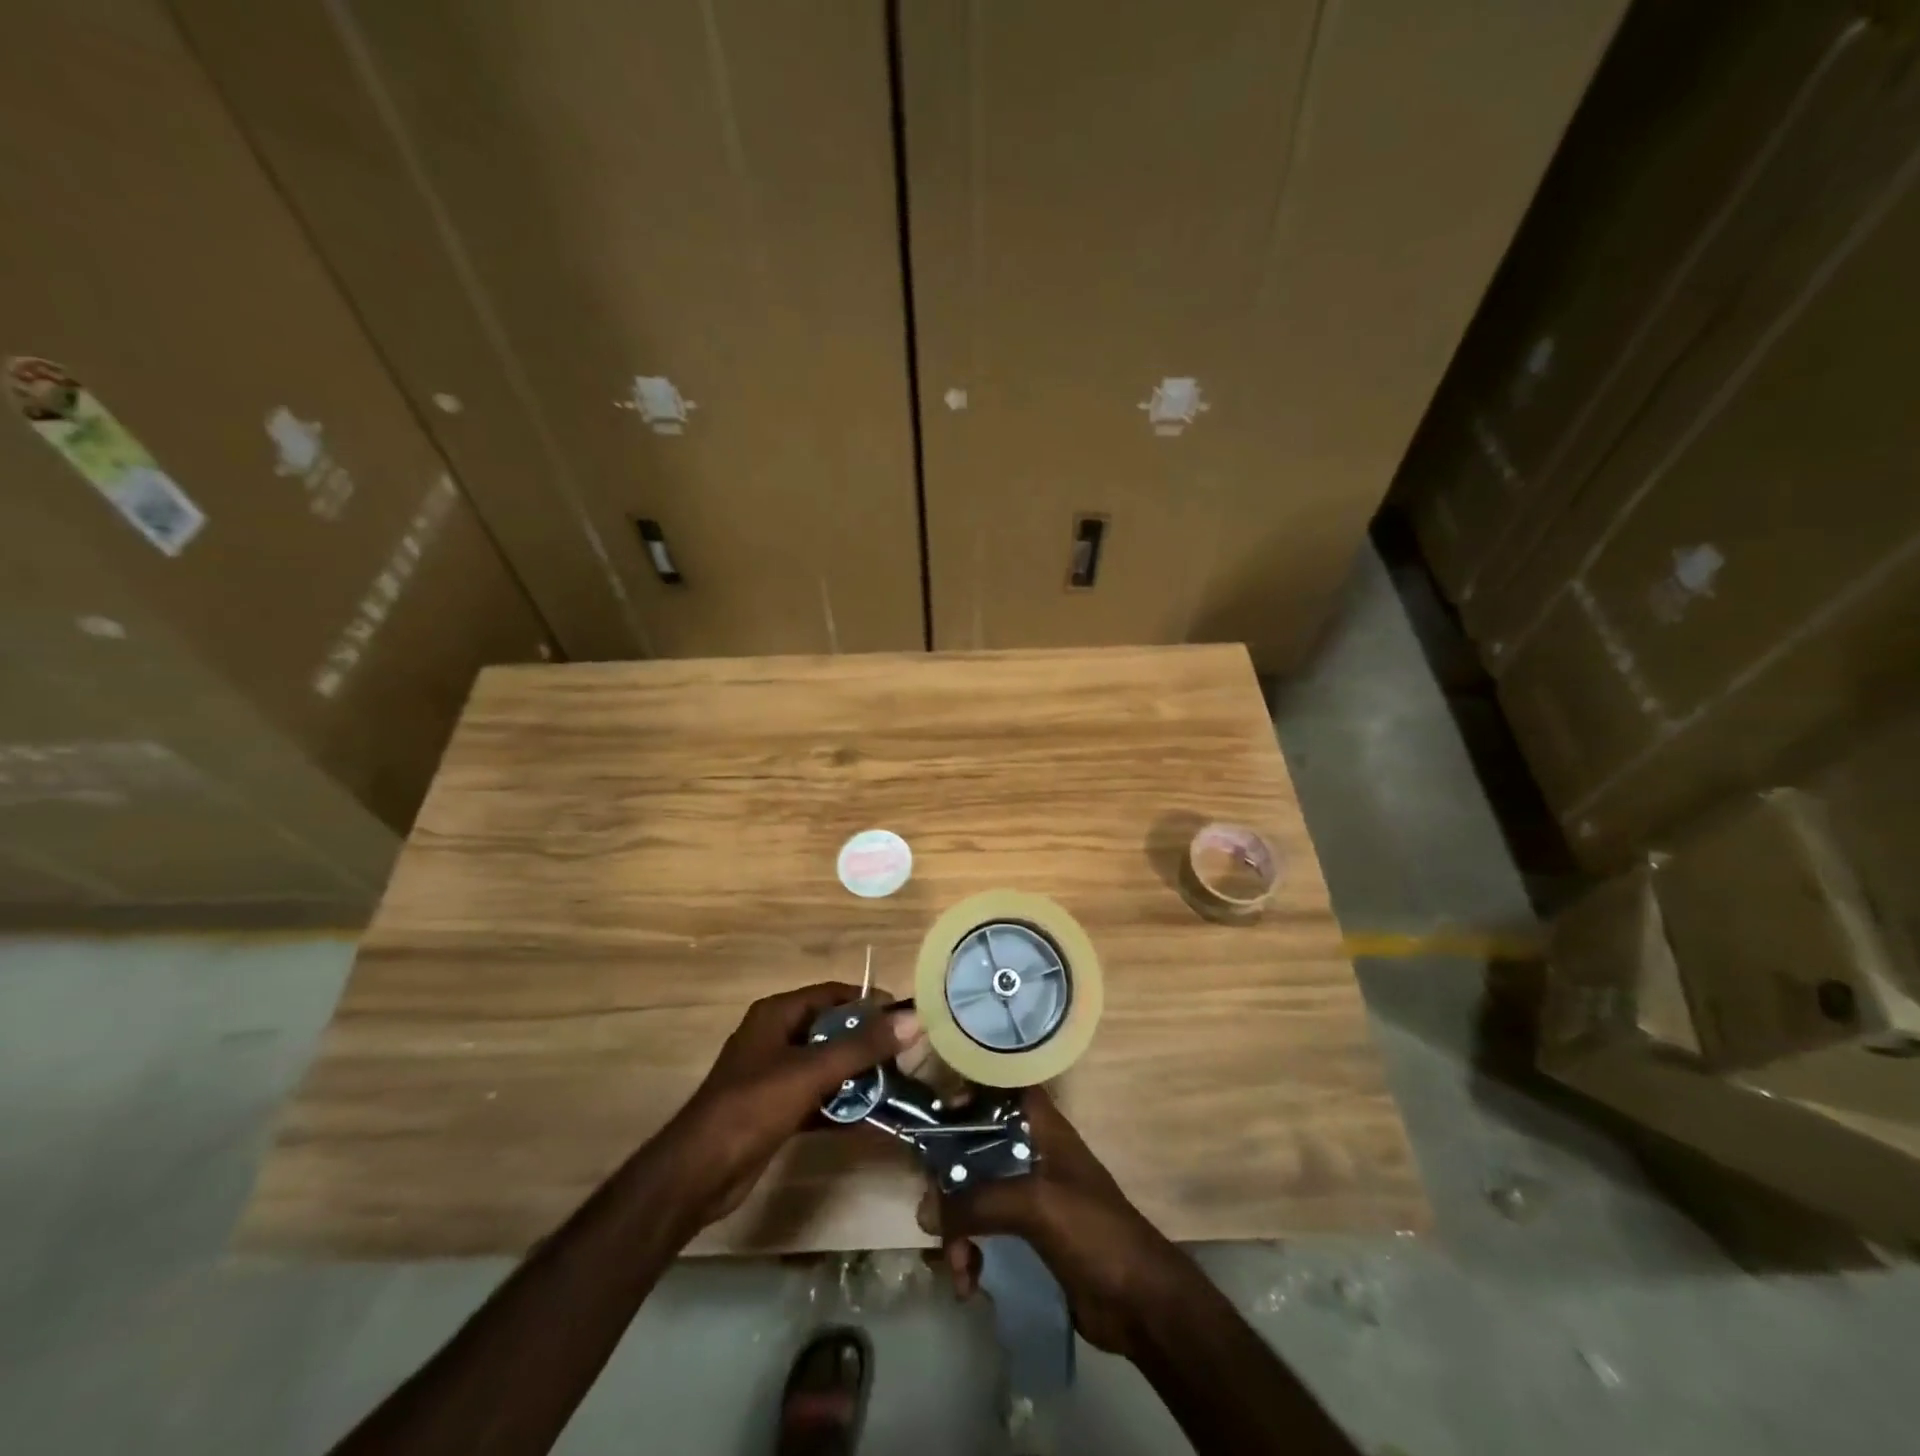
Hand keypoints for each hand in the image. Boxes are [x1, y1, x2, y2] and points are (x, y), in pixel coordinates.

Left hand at [658, 983, 918, 1229]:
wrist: (698, 1174)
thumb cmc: (753, 1107)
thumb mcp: (811, 1071)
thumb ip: (862, 1046)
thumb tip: (913, 1019)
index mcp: (776, 1014)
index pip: (832, 994)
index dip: (867, 1002)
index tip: (903, 1018)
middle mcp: (775, 1037)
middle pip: (831, 1029)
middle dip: (866, 1043)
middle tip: (903, 1057)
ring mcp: (773, 1075)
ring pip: (825, 1065)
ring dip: (856, 1076)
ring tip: (894, 1087)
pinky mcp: (775, 1109)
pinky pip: (817, 1096)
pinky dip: (839, 1104)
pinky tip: (869, 1118)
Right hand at [918, 1087, 1186, 1353]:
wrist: (1141, 1303)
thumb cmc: (1094, 1231)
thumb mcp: (1035, 1205)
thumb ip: (978, 1203)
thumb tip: (925, 1212)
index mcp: (1041, 1128)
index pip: (999, 1090)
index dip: (966, 1094)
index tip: (934, 1119)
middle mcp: (1030, 1152)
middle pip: (974, 1146)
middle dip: (949, 1183)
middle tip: (933, 1216)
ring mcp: (1028, 1194)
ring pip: (974, 1193)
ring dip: (957, 1230)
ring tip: (958, 1268)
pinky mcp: (1026, 1234)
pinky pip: (983, 1231)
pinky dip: (970, 1254)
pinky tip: (969, 1285)